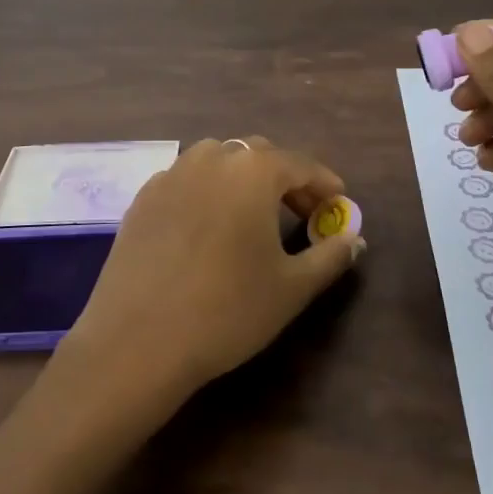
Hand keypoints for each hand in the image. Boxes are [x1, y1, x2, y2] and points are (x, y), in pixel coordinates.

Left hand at [61, 137, 362, 400]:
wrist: (138, 339)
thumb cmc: (227, 310)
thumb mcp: (292, 288)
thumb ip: (330, 256)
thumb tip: (354, 239)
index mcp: (252, 170)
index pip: (300, 164)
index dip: (324, 183)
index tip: (339, 203)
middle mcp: (210, 158)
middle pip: (258, 155)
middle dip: (285, 178)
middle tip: (302, 213)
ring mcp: (171, 173)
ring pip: (218, 161)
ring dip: (243, 179)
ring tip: (254, 216)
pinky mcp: (143, 196)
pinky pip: (186, 180)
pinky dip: (208, 191)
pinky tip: (209, 226)